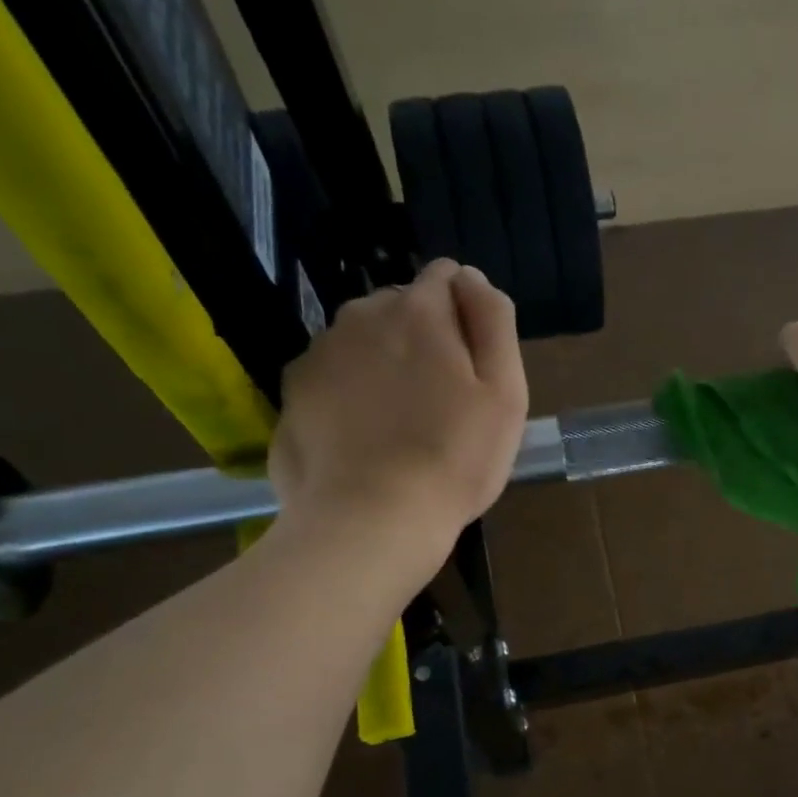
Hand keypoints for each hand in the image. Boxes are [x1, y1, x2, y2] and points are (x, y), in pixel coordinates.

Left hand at [270, 260, 527, 557]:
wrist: (371, 520)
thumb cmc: (454, 459)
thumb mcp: (505, 392)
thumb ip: (493, 322)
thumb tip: (472, 277)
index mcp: (418, 311)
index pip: (446, 276)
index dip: (466, 313)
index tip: (473, 364)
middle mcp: (360, 316)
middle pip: (400, 307)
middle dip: (422, 337)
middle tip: (440, 402)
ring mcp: (318, 354)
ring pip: (361, 341)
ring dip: (382, 364)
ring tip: (399, 424)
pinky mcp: (292, 393)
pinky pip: (331, 377)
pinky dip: (348, 394)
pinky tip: (363, 439)